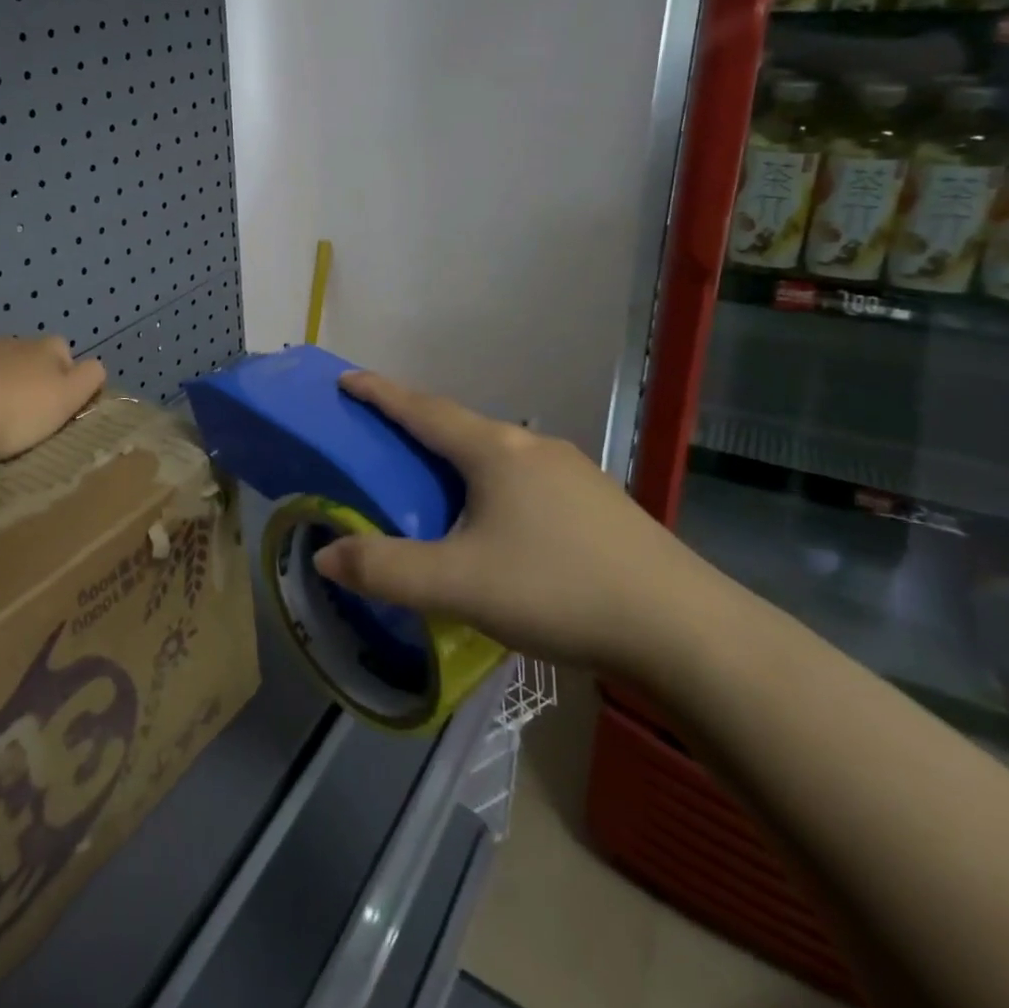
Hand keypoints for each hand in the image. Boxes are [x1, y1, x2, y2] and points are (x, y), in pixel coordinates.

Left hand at [0, 336, 107, 463]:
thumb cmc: (17, 411)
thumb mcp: (67, 398)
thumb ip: (88, 378)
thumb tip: (94, 367)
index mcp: (46, 347)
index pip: (64, 350)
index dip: (65, 375)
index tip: (58, 405)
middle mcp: (12, 341)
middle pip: (29, 356)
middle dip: (30, 377)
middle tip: (26, 413)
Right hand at [312, 371, 718, 676]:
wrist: (683, 629)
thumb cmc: (558, 590)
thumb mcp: (458, 584)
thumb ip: (386, 570)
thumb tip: (325, 555)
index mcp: (494, 452)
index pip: (422, 409)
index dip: (379, 393)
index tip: (346, 377)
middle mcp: (532, 447)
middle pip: (460, 425)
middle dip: (416, 425)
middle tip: (382, 440)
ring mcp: (573, 472)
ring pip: (496, 454)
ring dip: (457, 458)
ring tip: (435, 485)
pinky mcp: (599, 502)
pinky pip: (526, 479)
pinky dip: (492, 485)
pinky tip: (499, 524)